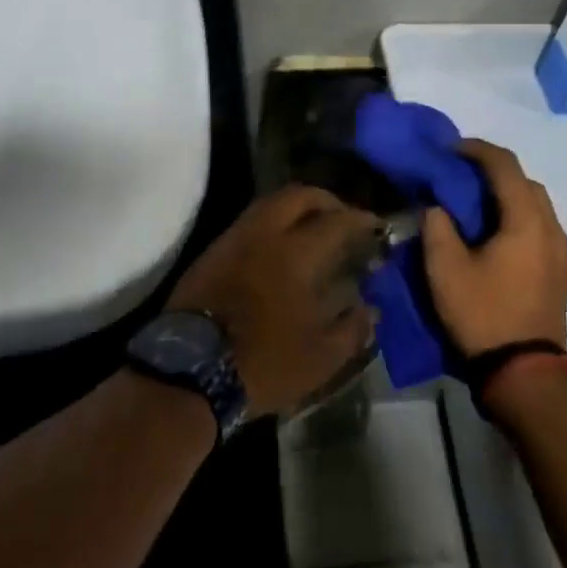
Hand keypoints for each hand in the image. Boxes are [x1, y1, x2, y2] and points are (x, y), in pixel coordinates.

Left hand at [168, 185, 379, 416]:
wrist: (190, 371)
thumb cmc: (263, 363)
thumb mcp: (321, 358)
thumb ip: (352, 328)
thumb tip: (370, 308)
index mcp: (295, 254)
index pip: (336, 221)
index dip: (360, 219)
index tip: (376, 225)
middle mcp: (264, 234)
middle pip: (298, 196)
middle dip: (326, 200)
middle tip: (342, 218)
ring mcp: (233, 239)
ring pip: (269, 203)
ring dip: (295, 207)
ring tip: (312, 229)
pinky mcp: (212, 252)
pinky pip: (249, 221)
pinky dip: (271, 222)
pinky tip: (279, 246)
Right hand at [422, 140, 566, 357]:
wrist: (525, 373)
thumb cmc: (483, 315)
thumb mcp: (445, 269)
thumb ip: (438, 226)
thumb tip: (438, 206)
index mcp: (526, 221)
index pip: (505, 165)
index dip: (475, 150)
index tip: (448, 150)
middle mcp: (551, 228)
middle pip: (524, 181)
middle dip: (491, 170)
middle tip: (458, 174)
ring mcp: (560, 251)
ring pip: (534, 204)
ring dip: (505, 194)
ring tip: (471, 202)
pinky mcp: (558, 270)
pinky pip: (538, 225)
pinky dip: (515, 215)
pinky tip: (490, 231)